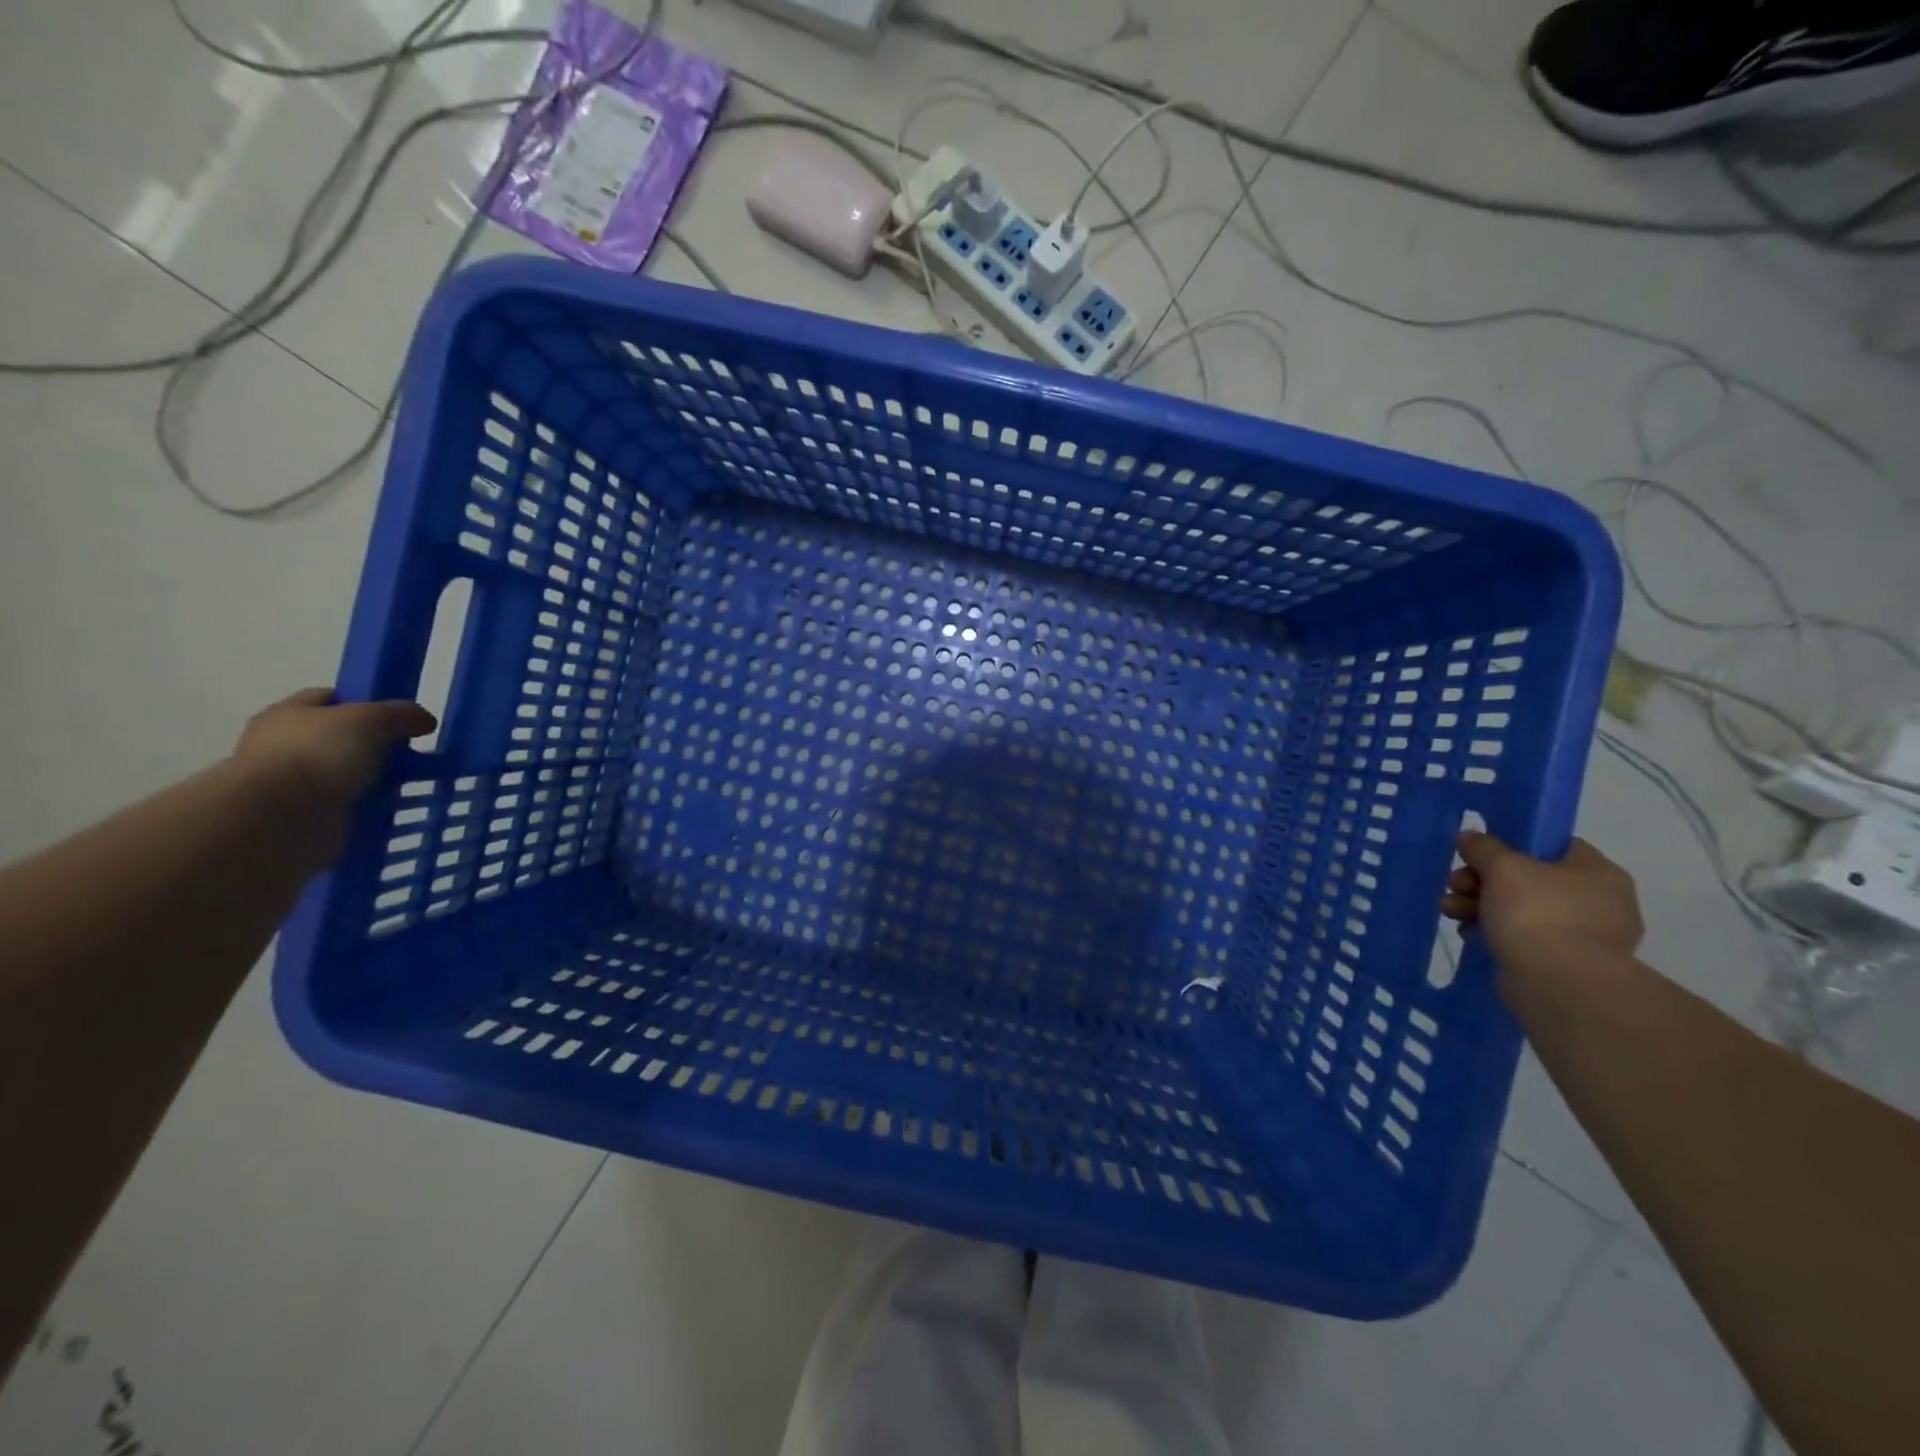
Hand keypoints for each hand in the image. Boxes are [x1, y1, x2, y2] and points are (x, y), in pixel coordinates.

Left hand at [232, 688, 435, 822]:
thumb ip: (400, 714)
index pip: (331, 698)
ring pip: (345, 773)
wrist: (280, 819)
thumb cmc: (318, 754)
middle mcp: (285, 744)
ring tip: (409, 784)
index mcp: (289, 713)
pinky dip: (367, 807)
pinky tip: (392, 808)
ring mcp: (293, 782)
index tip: (399, 717)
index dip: (367, 702)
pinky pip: (347, 805)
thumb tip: (424, 720)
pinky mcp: (304, 815)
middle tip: (411, 753)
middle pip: (340, 737)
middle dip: (375, 745)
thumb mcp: (371, 719)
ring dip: (373, 779)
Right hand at [1441, 831, 1643, 970]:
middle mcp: (1600, 902)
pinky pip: (1524, 938)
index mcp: (1598, 872)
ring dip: (1480, 905)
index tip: (1478, 854)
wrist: (1557, 982)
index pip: (1553, 845)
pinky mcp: (1565, 964)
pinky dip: (1495, 932)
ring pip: (1522, 909)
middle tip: (1454, 885)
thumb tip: (1469, 836)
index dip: (1512, 844)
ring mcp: (1585, 936)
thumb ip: (1483, 847)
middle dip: (1482, 880)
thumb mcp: (1502, 867)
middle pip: (1529, 879)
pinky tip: (1469, 934)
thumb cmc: (1537, 912)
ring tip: (1449, 911)